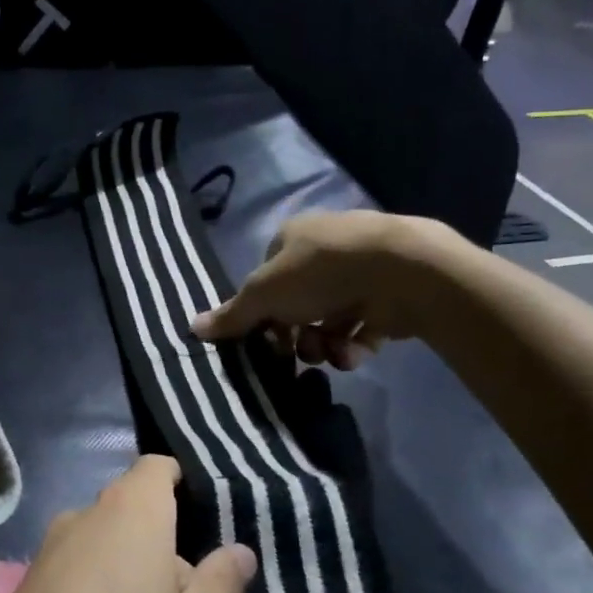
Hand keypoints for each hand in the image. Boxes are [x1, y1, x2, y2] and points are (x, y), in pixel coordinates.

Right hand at [190, 210, 458, 368]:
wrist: (401, 270)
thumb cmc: (320, 272)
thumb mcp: (264, 293)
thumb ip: (232, 315)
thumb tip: (191, 328)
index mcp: (293, 238)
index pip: (267, 279)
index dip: (263, 312)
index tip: (265, 339)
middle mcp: (326, 251)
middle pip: (298, 305)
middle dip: (296, 336)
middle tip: (298, 353)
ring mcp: (360, 273)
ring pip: (330, 321)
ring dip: (324, 345)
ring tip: (331, 355)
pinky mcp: (389, 296)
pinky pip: (362, 328)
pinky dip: (354, 345)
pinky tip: (355, 353)